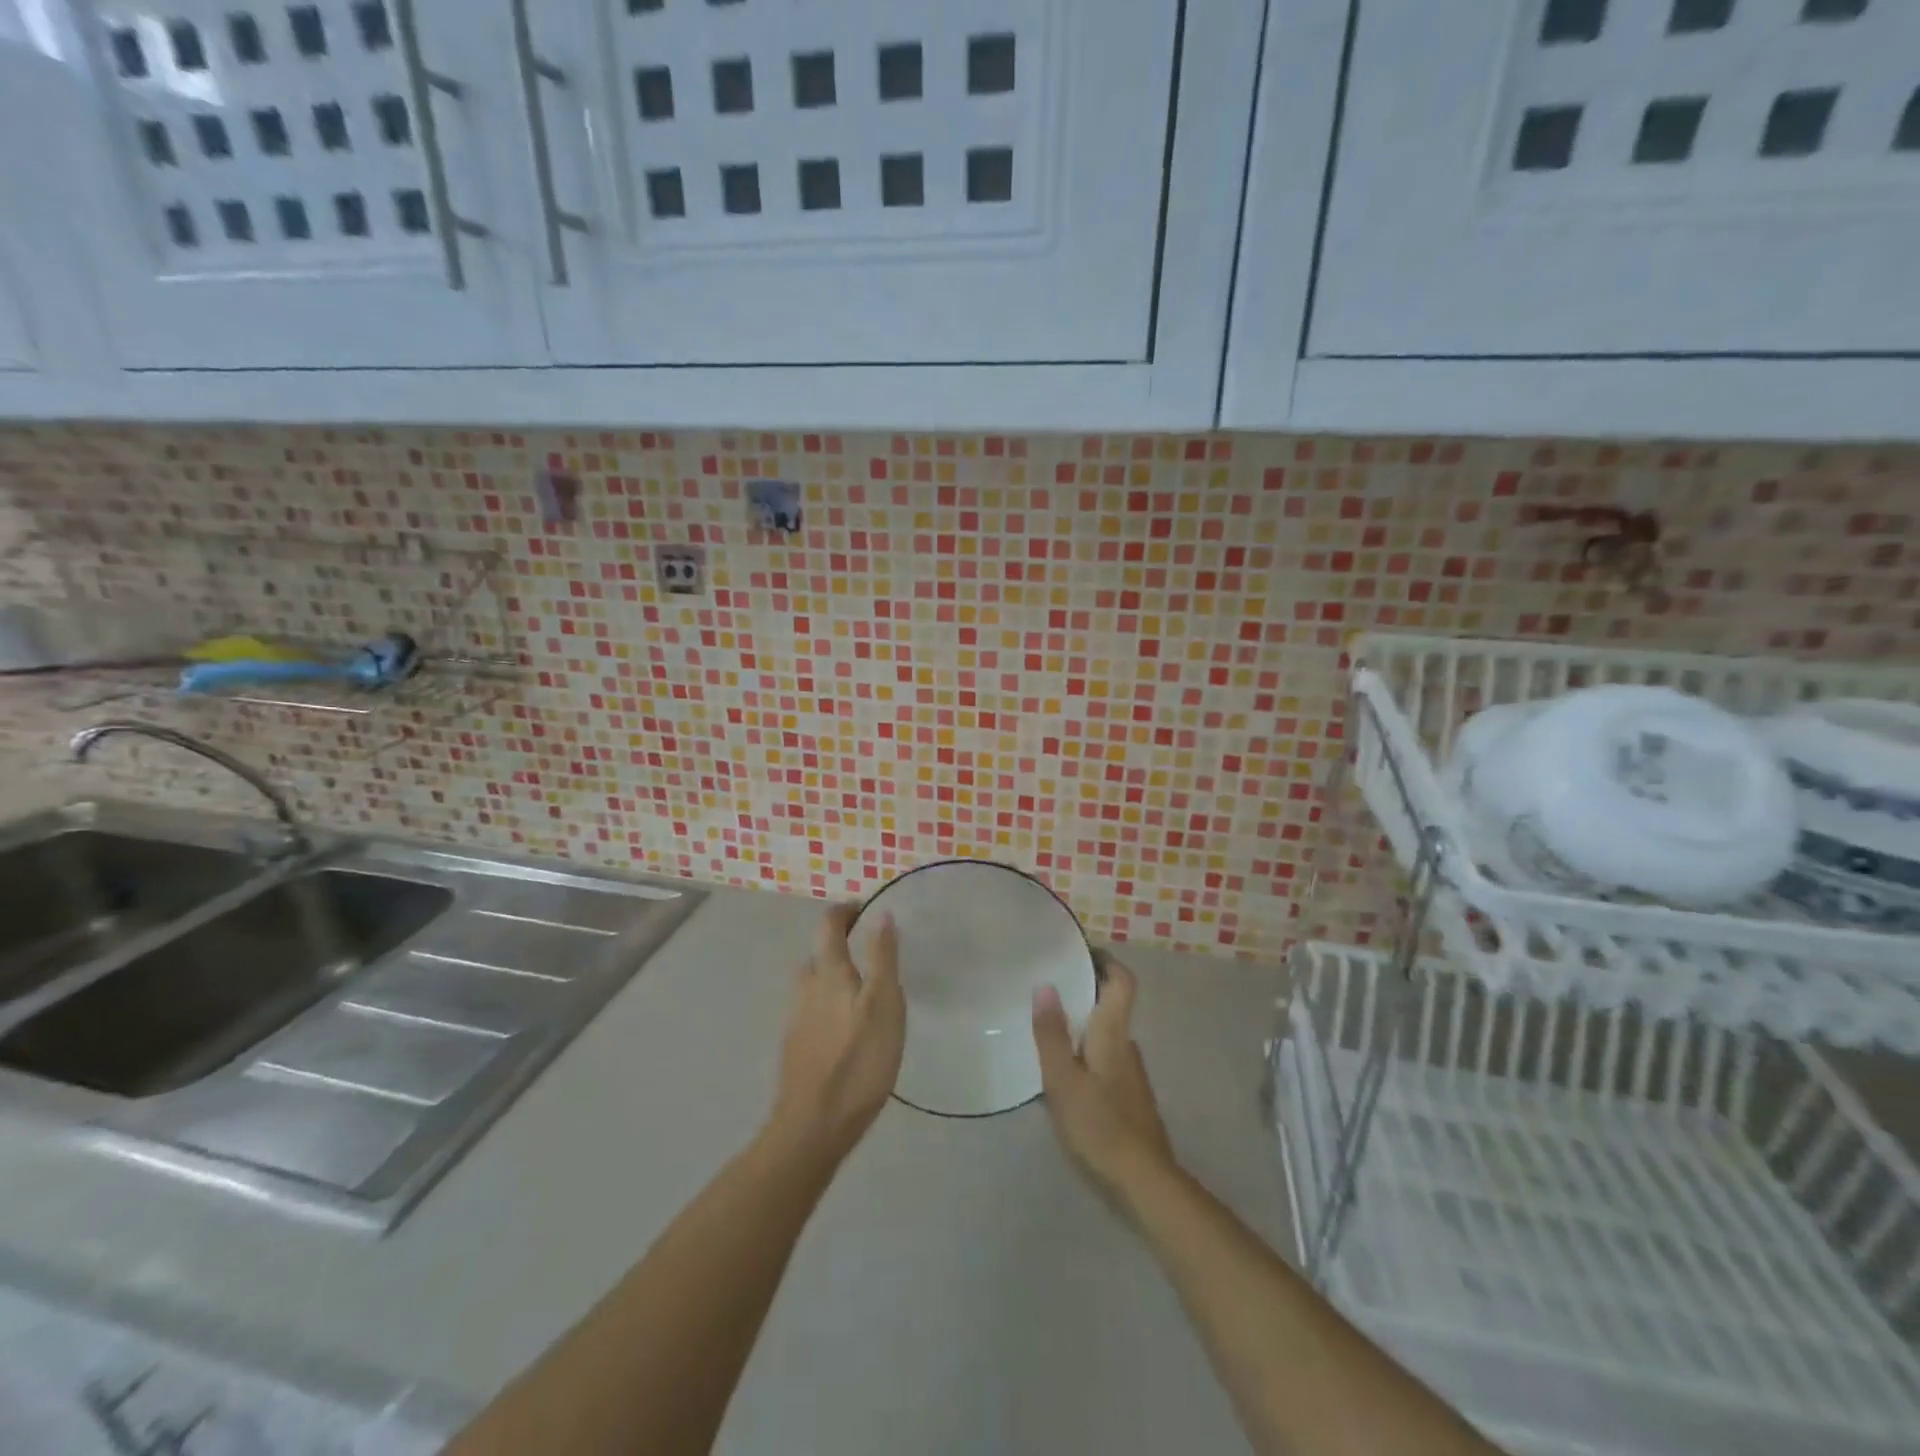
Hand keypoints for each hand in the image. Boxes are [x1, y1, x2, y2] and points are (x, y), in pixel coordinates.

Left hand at [767, 905, 904, 1167]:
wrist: (813, 1125)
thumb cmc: (858, 1061)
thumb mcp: (884, 1004)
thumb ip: (882, 957)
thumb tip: (881, 913)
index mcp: (828, 972)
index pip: (829, 925)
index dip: (845, 911)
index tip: (865, 910)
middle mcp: (806, 988)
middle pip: (817, 954)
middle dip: (838, 945)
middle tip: (868, 953)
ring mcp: (796, 1019)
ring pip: (812, 984)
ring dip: (832, 976)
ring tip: (860, 991)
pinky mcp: (795, 1048)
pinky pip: (811, 1011)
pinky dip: (827, 1006)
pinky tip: (845, 1029)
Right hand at [1031, 961, 1174, 1203]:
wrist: (1143, 1180)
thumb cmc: (1099, 1123)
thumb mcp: (1063, 1079)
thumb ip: (1052, 1033)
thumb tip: (1045, 985)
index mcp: (1113, 1033)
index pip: (1122, 981)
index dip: (1106, 960)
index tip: (1079, 952)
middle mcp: (1127, 1045)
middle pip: (1111, 1005)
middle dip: (1084, 993)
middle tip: (1047, 991)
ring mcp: (1132, 1072)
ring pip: (1107, 1034)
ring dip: (1083, 1025)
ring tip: (1048, 1030)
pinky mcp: (1130, 1096)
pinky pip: (1106, 1059)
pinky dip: (1087, 1052)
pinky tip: (1066, 1073)